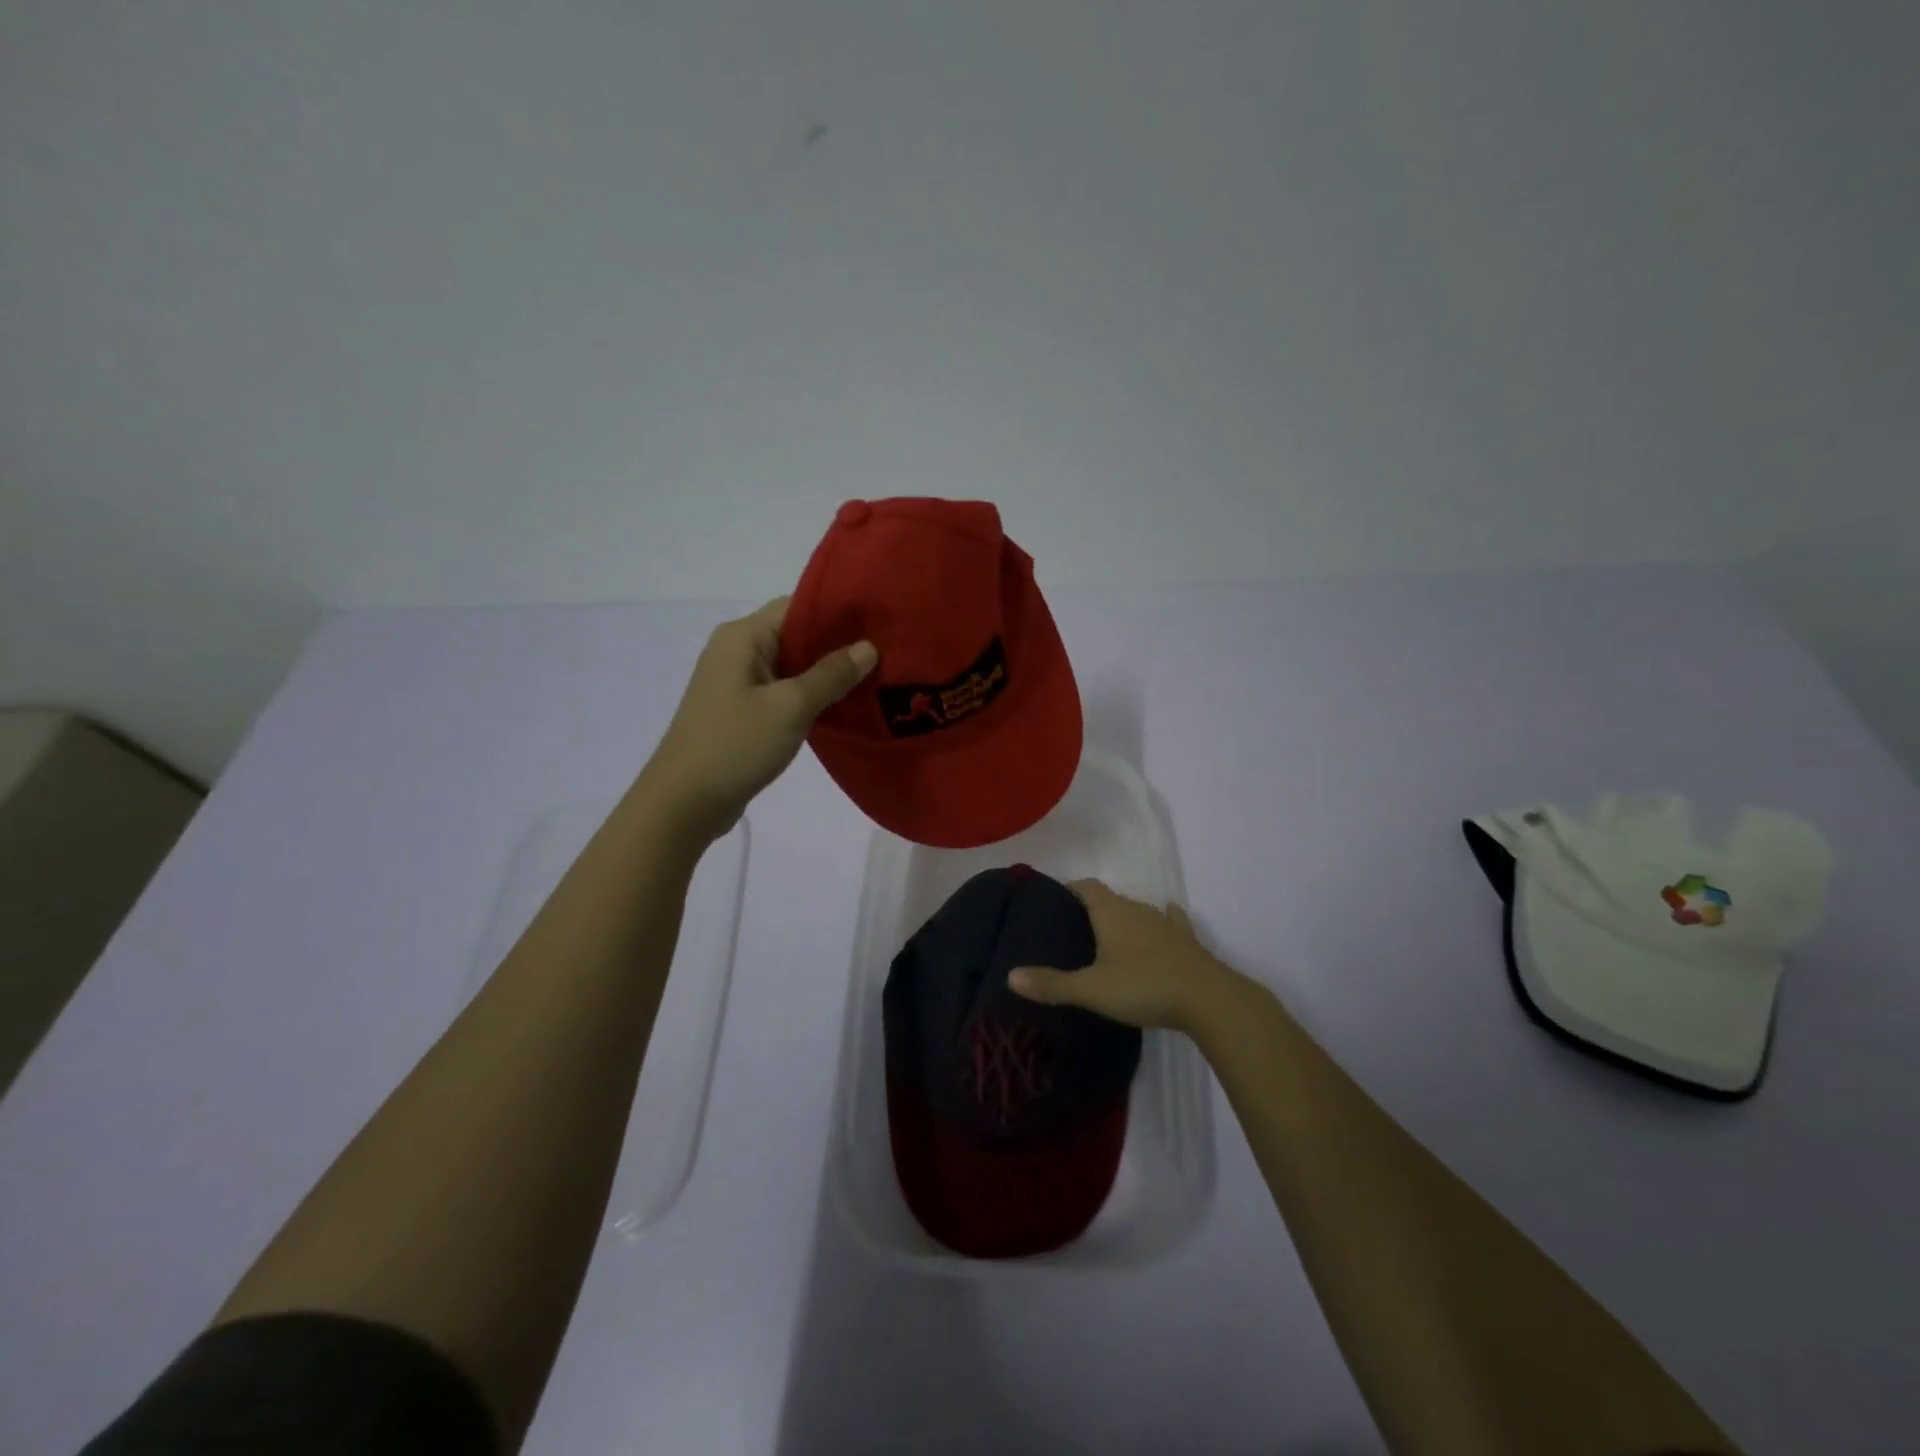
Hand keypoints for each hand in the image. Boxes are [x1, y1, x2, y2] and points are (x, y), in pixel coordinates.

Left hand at [639, 597, 875, 843]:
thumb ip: (831, 675)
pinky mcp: (740, 712)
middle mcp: (736, 651)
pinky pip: (782, 692)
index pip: (796, 606)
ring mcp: (736, 683)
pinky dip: (809, 697)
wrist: (684, 803)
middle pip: (795, 635)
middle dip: (837, 646)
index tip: (878, 627)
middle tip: (884, 656)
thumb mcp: (791, 707)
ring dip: (825, 675)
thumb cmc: (736, 745)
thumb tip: (868, 647)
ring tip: (872, 681)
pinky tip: (841, 708)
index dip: (837, 614)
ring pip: (791, 667)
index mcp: (742, 637)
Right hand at [1008, 879, 1238, 1033]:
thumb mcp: (1092, 989)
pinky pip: (1170, 923)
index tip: (1054, 900)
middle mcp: (1138, 909)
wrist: (1209, 1000)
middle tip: (1074, 928)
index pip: (1085, 887)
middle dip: (1092, 908)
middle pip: (1110, 899)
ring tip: (1108, 937)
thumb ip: (1052, 984)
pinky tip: (1163, 926)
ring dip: (1124, 919)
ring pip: (1138, 912)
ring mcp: (1166, 923)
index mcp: (1111, 912)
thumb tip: (1009, 975)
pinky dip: (1161, 924)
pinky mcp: (1188, 942)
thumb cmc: (1143, 986)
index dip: (1069, 889)